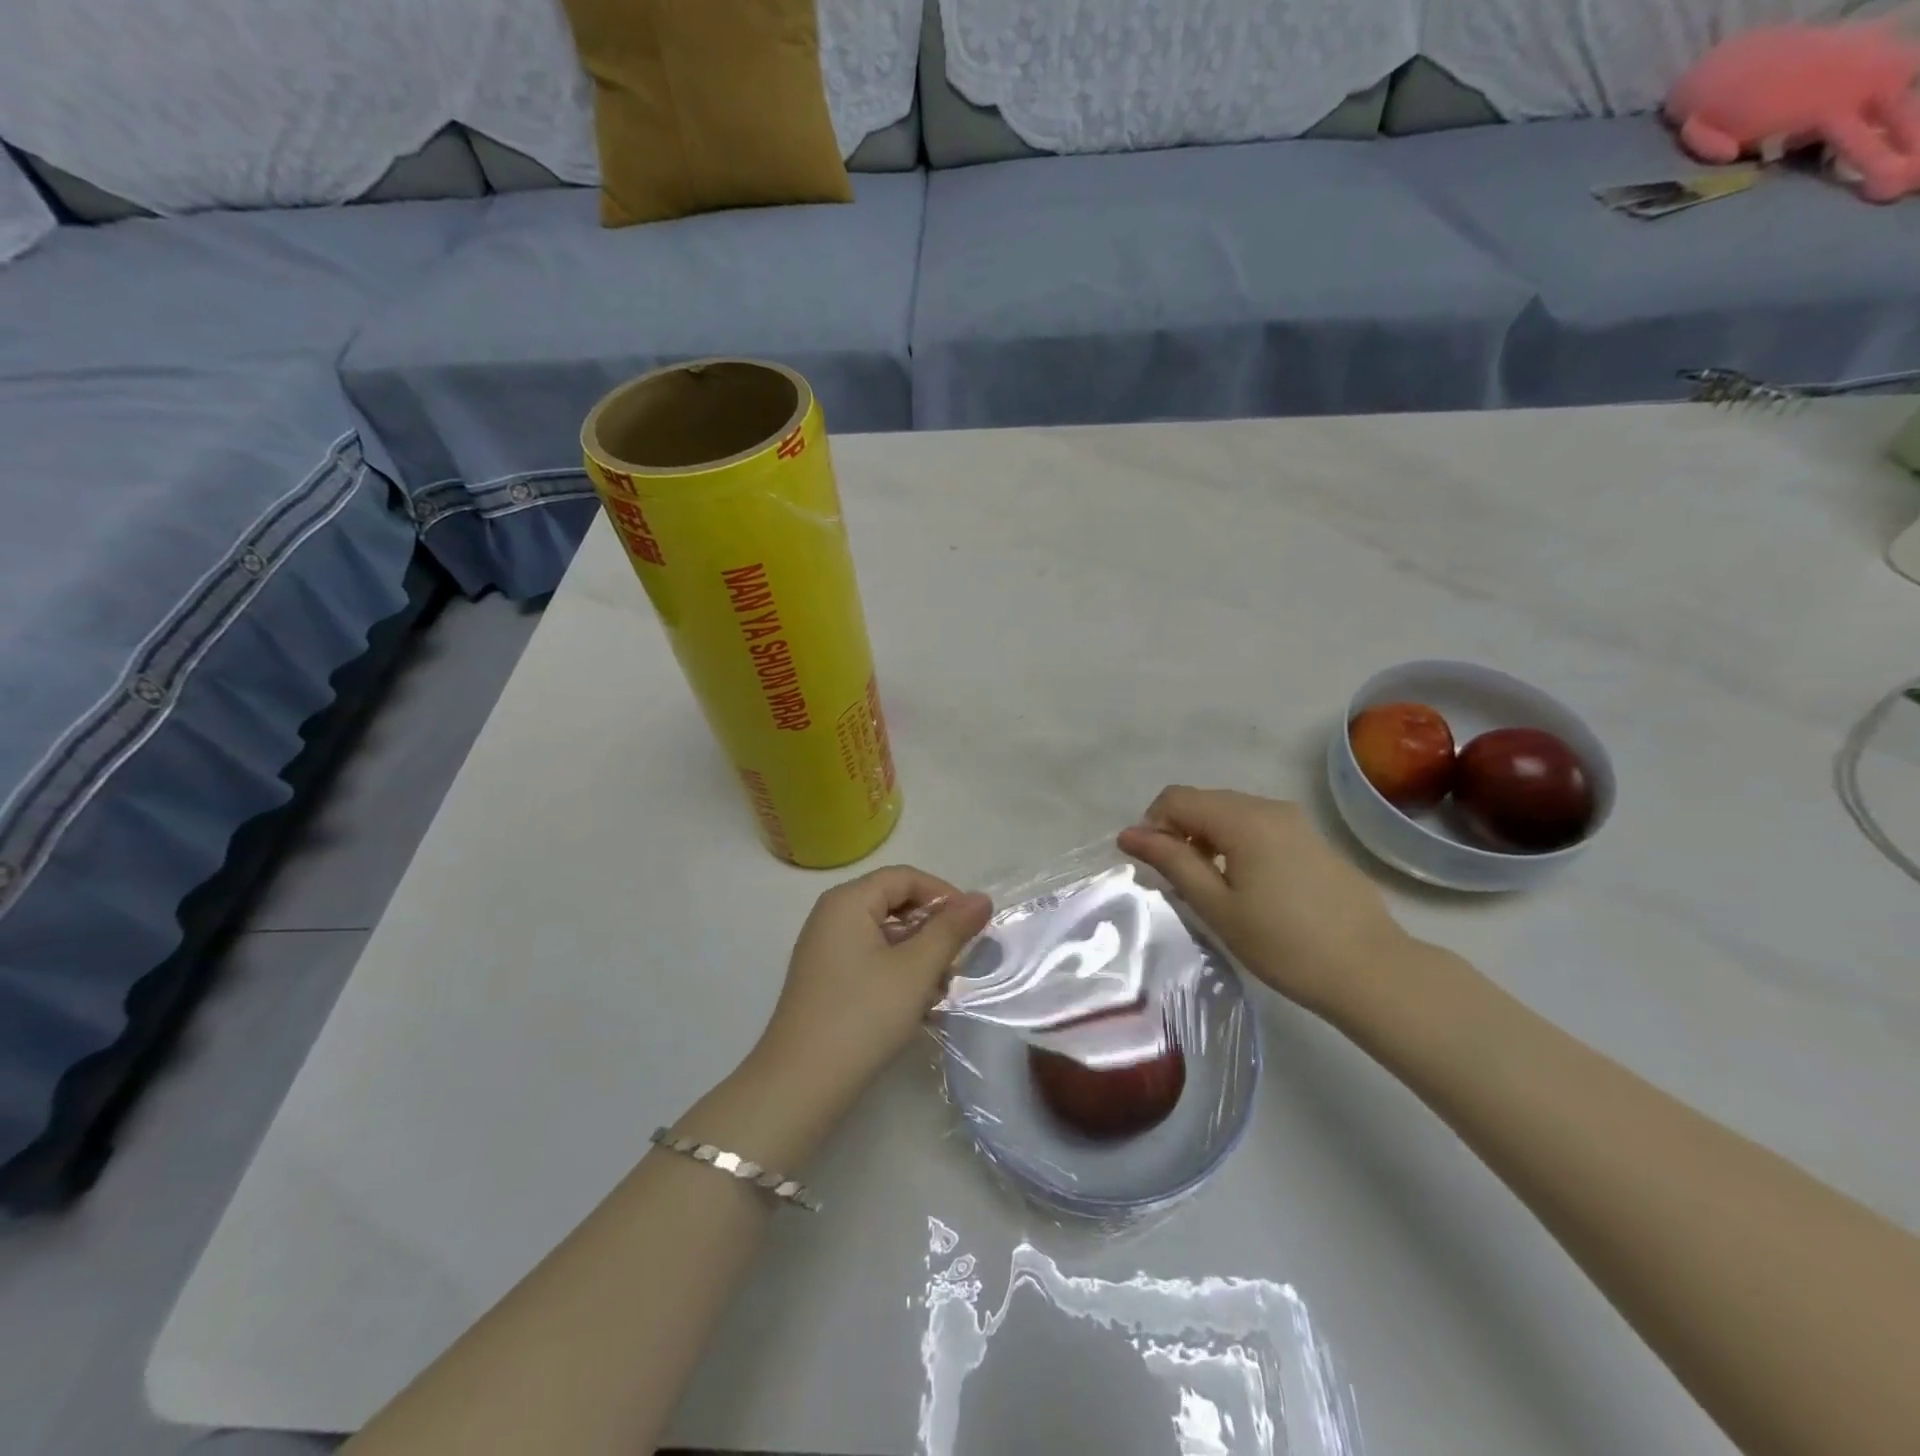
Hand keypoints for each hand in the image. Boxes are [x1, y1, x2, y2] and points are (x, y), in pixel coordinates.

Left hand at [754, 866, 992, 1103]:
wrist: (800, 1085)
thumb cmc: (863, 1015)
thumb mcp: (916, 969)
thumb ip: (951, 930)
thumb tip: (981, 898)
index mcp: (848, 901)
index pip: (905, 877)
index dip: (944, 894)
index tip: (974, 925)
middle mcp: (832, 916)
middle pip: (894, 904)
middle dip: (933, 929)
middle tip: (960, 961)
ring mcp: (826, 950)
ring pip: (886, 936)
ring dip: (919, 956)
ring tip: (942, 990)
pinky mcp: (827, 981)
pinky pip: (872, 960)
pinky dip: (899, 974)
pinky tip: (918, 1005)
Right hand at [1118, 787, 1411, 1018]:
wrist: (1371, 971)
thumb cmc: (1284, 944)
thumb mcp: (1217, 906)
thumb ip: (1172, 862)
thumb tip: (1130, 834)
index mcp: (1242, 818)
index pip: (1176, 798)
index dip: (1152, 825)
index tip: (1152, 866)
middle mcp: (1269, 807)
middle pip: (1204, 801)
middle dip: (1179, 831)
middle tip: (1178, 880)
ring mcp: (1296, 821)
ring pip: (1231, 813)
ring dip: (1207, 838)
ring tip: (1211, 886)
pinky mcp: (1312, 840)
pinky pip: (1259, 826)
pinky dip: (1236, 843)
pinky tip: (1248, 886)